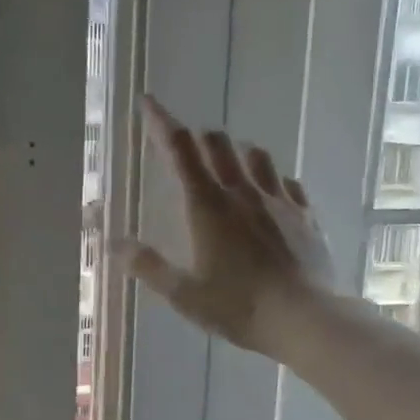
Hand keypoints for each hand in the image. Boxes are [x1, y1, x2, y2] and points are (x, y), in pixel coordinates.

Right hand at [117, 96, 336, 355]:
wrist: (304, 318)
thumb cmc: (238, 307)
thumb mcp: (184, 294)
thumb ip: (147, 266)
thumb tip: (113, 243)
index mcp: (207, 206)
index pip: (180, 150)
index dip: (162, 122)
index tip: (149, 102)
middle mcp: (243, 193)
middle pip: (218, 144)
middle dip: (198, 138)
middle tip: (188, 146)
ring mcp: (279, 201)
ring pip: (256, 156)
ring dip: (238, 152)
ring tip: (231, 163)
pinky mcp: (306, 216)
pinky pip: (288, 183)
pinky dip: (272, 179)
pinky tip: (272, 192)